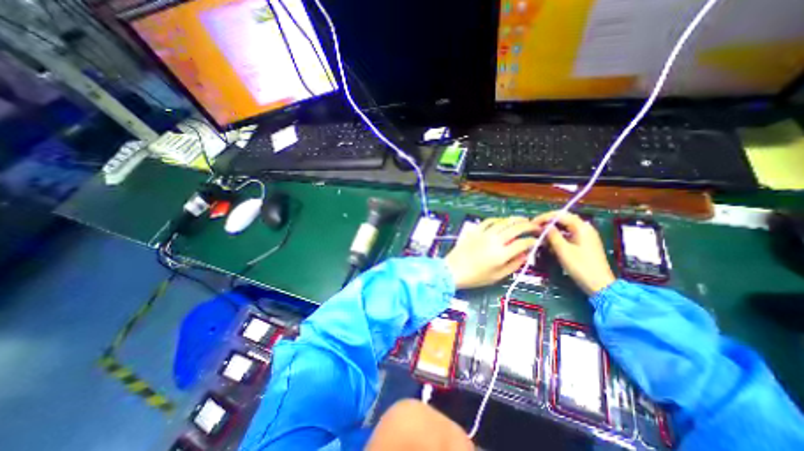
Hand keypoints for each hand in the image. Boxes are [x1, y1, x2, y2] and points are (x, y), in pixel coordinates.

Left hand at [442, 217, 536, 287]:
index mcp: (501, 254)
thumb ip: (513, 265)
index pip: (522, 243)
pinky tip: (503, 221)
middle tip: (535, 226)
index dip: (532, 241)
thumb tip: (525, 255)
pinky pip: (489, 221)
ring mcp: (484, 234)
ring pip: (503, 222)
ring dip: (515, 219)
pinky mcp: (475, 231)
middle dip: (529, 226)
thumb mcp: (497, 276)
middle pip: (516, 228)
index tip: (536, 242)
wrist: (453, 270)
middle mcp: (494, 241)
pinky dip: (498, 219)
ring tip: (523, 220)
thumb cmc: (475, 277)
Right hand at [532, 212, 617, 295]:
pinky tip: (549, 243)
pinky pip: (568, 235)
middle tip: (534, 228)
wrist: (599, 284)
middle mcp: (584, 228)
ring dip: (552, 230)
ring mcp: (585, 236)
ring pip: (565, 227)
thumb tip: (543, 226)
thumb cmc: (580, 266)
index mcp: (581, 227)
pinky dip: (558, 236)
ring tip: (540, 236)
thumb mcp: (563, 250)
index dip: (544, 217)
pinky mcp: (583, 243)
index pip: (560, 215)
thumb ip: (552, 235)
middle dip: (548, 222)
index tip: (532, 223)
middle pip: (563, 219)